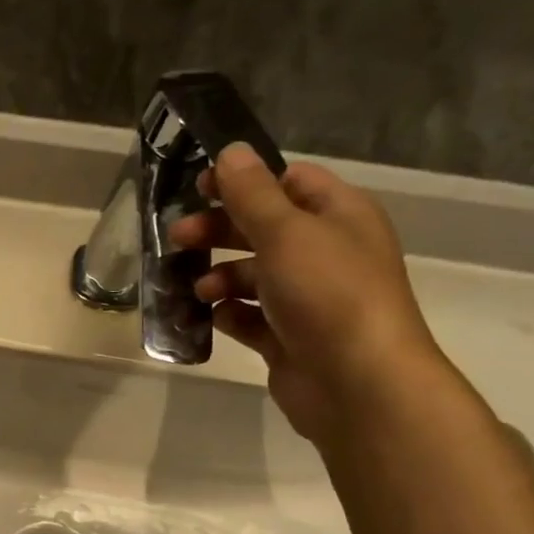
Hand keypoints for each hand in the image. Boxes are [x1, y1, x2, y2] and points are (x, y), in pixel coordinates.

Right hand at [169, 144, 445, 445]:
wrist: (357, 382)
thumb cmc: (327, 293)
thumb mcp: (285, 232)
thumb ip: (252, 193)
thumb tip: (230, 151)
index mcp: (338, 216)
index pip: (289, 182)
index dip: (244, 181)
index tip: (199, 189)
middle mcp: (326, 253)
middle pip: (263, 229)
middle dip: (219, 231)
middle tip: (177, 238)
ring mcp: (308, 299)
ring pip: (252, 276)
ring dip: (220, 277)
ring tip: (198, 290)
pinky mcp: (289, 338)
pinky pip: (251, 318)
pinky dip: (229, 315)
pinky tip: (211, 317)